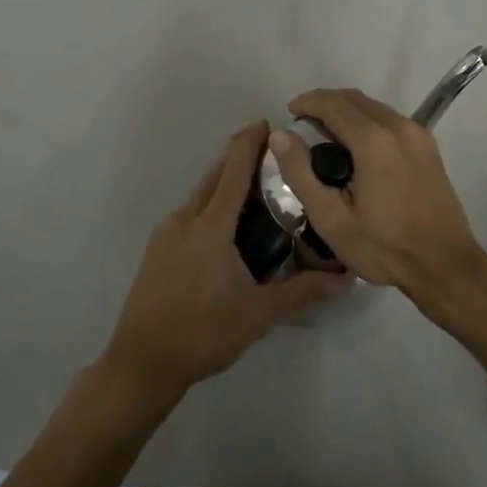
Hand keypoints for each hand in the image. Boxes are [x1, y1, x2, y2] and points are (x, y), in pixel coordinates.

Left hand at [103, 122, 347, 400]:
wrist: (141, 363)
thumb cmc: (203, 333)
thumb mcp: (259, 314)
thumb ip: (302, 292)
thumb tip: (346, 278)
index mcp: (210, 226)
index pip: (234, 171)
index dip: (250, 143)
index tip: (268, 123)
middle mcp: (185, 219)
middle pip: (214, 175)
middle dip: (239, 157)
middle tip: (272, 154)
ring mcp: (166, 233)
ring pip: (199, 194)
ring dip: (224, 181)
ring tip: (255, 189)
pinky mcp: (156, 250)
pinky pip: (189, 213)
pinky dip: (210, 204)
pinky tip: (226, 227)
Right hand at [269, 89, 486, 297]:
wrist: (446, 266)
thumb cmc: (384, 247)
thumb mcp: (331, 219)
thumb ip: (301, 173)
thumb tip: (280, 135)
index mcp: (373, 140)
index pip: (332, 103)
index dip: (307, 102)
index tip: (289, 113)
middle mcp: (398, 127)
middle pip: (354, 99)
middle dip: (325, 103)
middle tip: (303, 124)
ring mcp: (418, 135)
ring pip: (374, 108)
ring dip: (347, 112)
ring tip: (326, 137)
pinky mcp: (429, 147)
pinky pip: (390, 120)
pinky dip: (367, 122)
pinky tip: (357, 149)